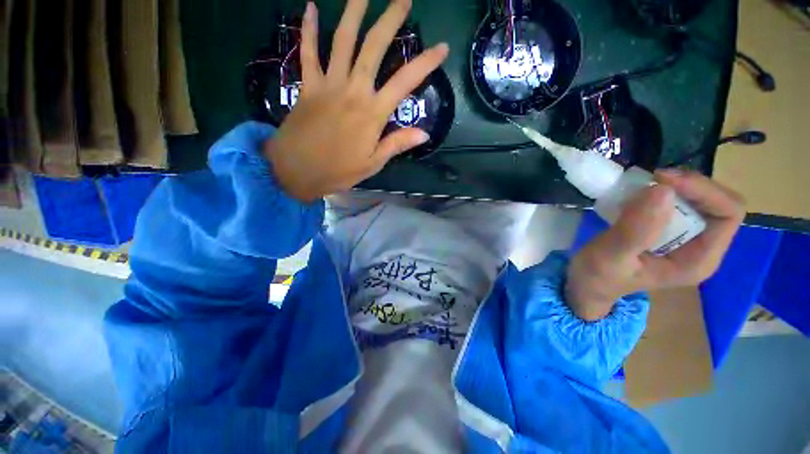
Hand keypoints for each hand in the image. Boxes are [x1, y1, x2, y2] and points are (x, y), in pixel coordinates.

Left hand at [265, 0, 448, 201]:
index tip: (442, 48)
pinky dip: (309, 29)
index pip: (405, 82)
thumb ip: (397, 144)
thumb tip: (424, 133)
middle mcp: (353, 91)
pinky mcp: (308, 85)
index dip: (425, 63)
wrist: (296, 171)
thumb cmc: (339, 171)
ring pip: (342, 40)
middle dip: (390, 20)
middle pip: (373, 47)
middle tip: (402, 0)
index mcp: (372, 114)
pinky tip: (311, 7)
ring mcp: (328, 84)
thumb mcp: (373, 163)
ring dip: (354, 12)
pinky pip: (307, 52)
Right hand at [566, 169, 745, 320]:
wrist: (586, 284)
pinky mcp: (668, 231)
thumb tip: (663, 190)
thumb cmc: (597, 276)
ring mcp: (686, 239)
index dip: (703, 191)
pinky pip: (678, 203)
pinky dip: (661, 192)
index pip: (727, 215)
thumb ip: (635, 230)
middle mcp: (701, 248)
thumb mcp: (610, 256)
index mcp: (697, 261)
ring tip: (642, 186)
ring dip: (675, 187)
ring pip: (700, 199)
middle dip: (689, 186)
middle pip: (718, 203)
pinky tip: (638, 196)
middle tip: (652, 179)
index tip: (663, 181)